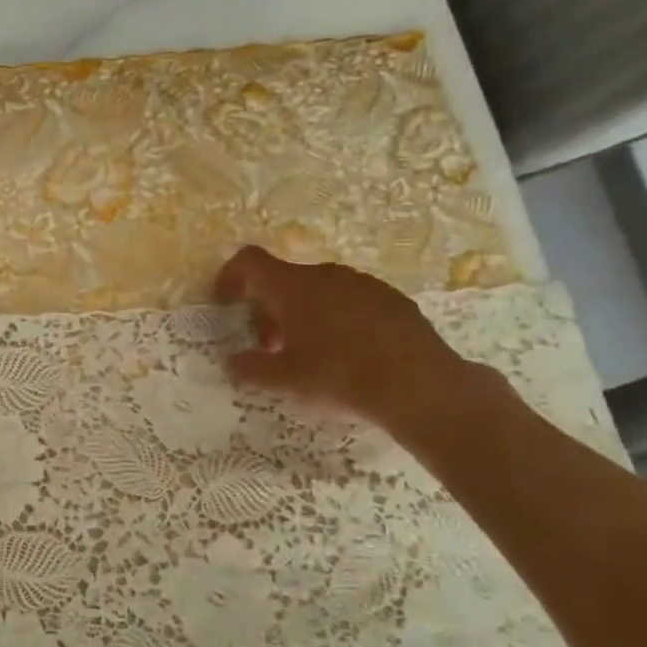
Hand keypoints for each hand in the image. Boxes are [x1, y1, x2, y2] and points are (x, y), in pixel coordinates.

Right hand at [214, 246, 479, 437]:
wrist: (421, 385)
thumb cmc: (341, 376)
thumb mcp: (286, 380)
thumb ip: (252, 367)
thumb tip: (232, 361)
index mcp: (292, 287)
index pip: (249, 261)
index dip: (230, 276)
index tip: (225, 303)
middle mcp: (324, 274)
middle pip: (283, 280)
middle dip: (268, 308)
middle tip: (268, 346)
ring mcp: (361, 283)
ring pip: (318, 289)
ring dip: (302, 313)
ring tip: (308, 352)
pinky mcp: (390, 298)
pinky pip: (349, 299)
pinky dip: (335, 317)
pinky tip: (347, 352)